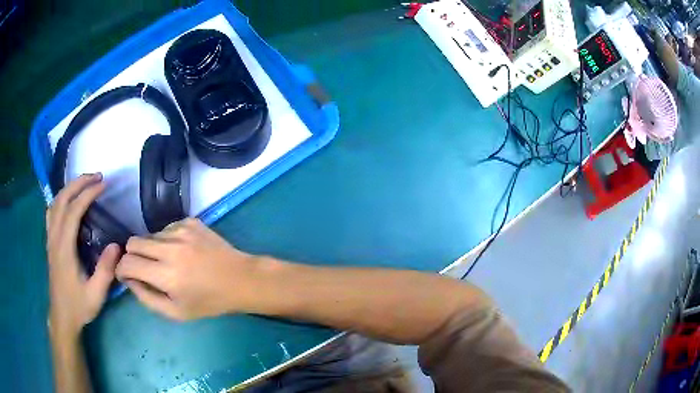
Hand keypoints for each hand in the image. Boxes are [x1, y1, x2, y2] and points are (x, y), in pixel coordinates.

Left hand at [47, 173, 119, 337]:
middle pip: (62, 199)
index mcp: (64, 249)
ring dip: (69, 188)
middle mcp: (55, 238)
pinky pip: (51, 212)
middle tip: (96, 177)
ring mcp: (50, 239)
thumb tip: (117, 245)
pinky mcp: (50, 242)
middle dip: (78, 183)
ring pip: (55, 203)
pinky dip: (60, 199)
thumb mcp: (96, 294)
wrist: (62, 317)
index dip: (87, 194)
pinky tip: (67, 201)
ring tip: (84, 184)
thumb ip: (106, 270)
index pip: (73, 211)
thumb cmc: (79, 306)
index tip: (103, 185)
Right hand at [115, 218, 261, 320]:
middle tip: (144, 268)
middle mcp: (171, 248)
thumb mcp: (176, 312)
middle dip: (132, 256)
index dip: (122, 269)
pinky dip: (167, 240)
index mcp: (166, 275)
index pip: (127, 263)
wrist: (240, 279)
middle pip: (133, 242)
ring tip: (169, 263)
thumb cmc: (208, 301)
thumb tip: (127, 279)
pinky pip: (166, 228)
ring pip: (149, 235)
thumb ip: (147, 297)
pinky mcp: (190, 221)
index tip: (127, 275)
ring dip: (152, 249)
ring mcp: (181, 230)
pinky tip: (182, 252)